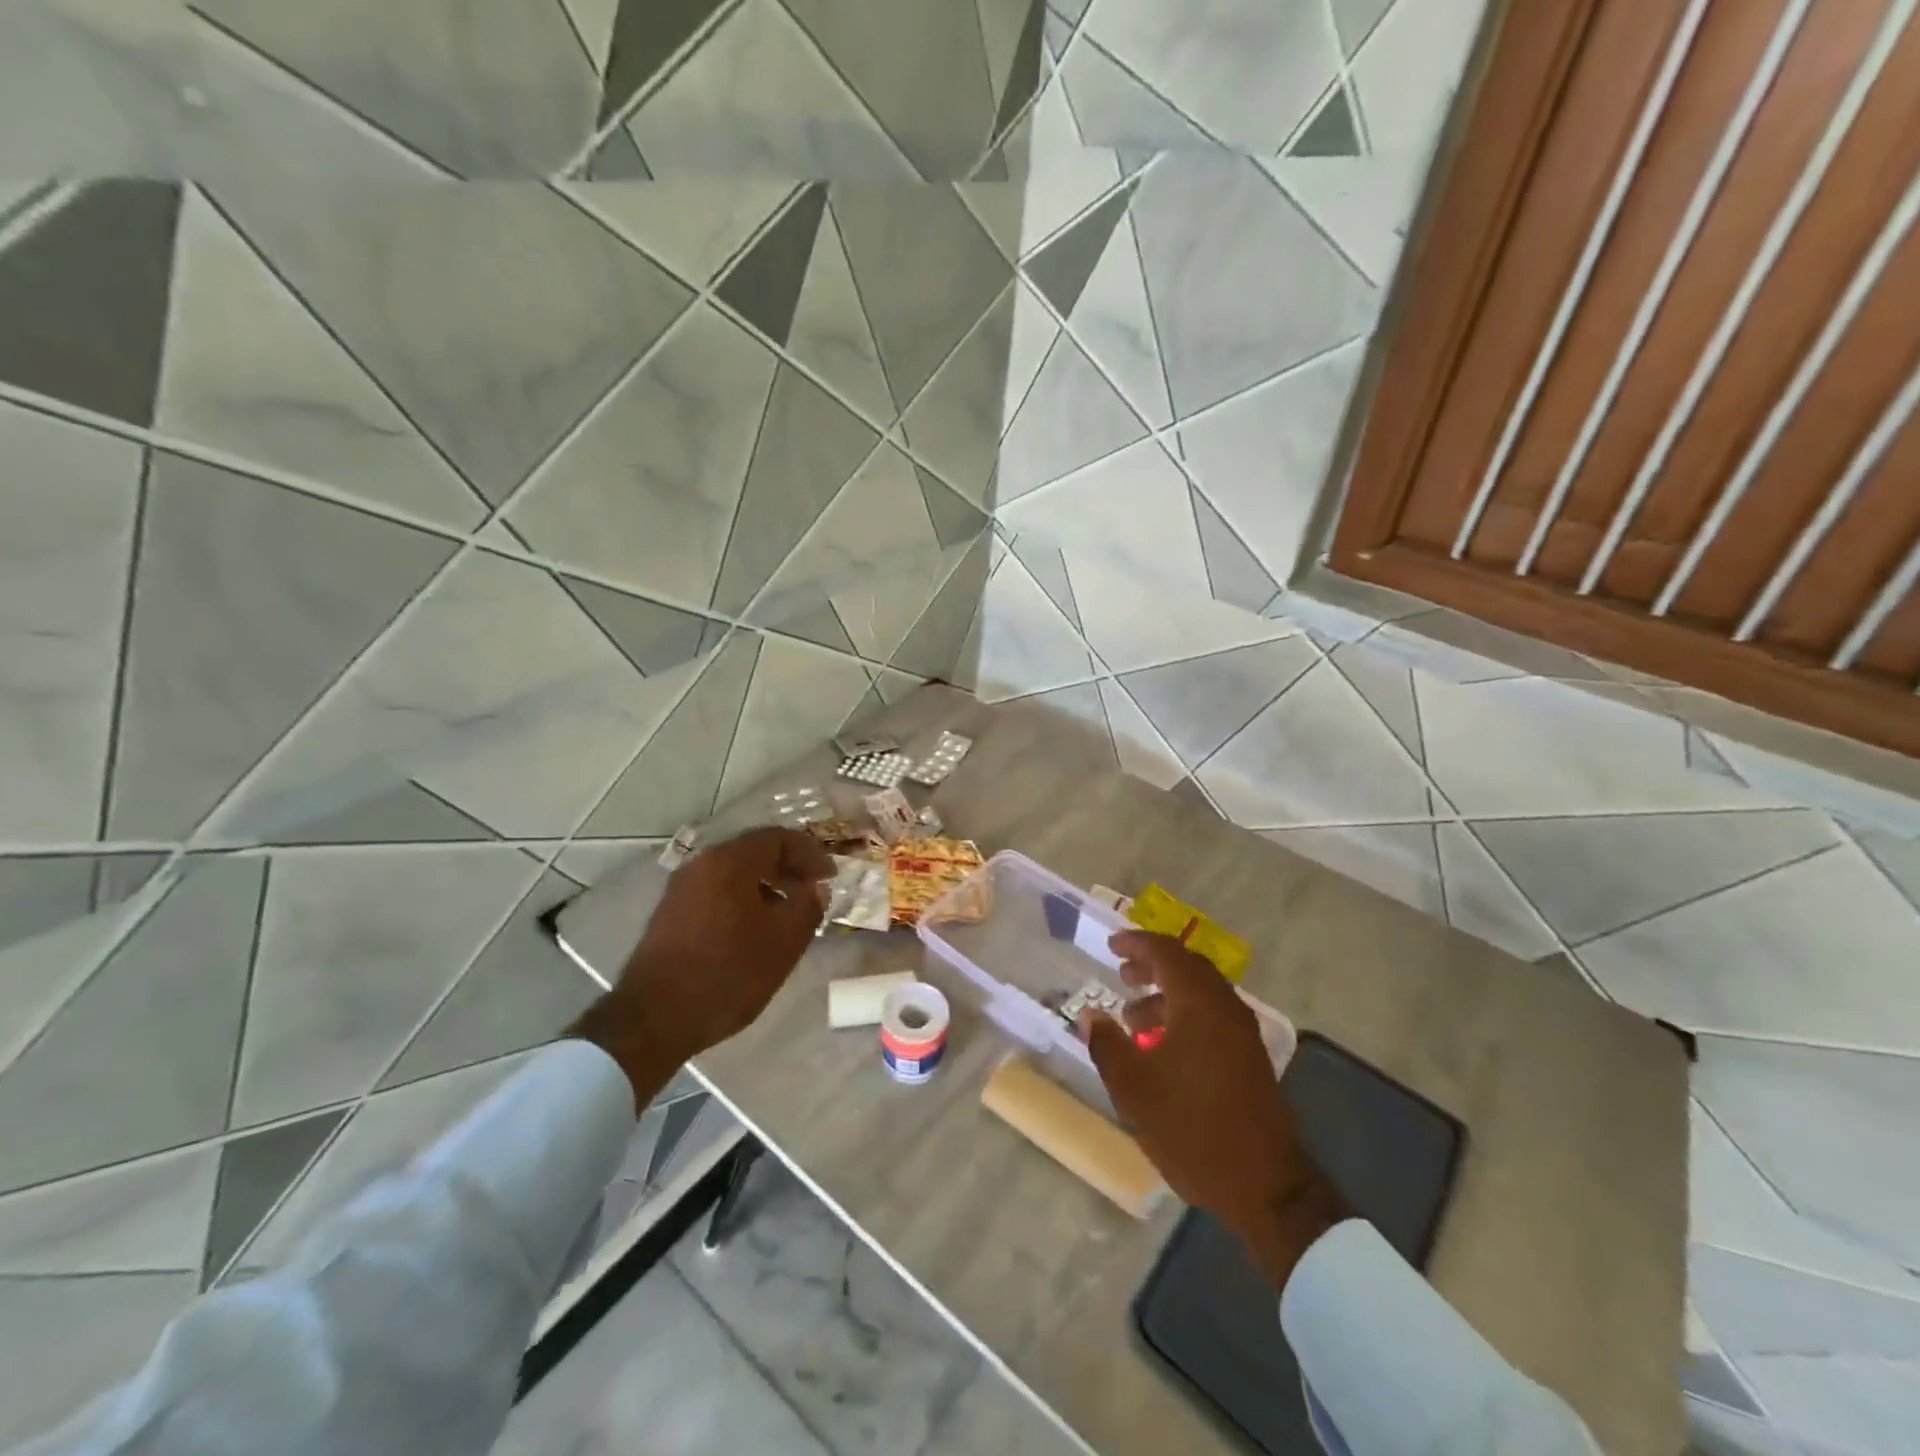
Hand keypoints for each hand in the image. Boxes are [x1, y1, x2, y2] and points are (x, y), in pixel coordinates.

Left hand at [572, 827, 831, 1108]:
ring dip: (767, 885)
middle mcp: (702, 864)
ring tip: (788, 914)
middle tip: (813, 892)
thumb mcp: (783, 943)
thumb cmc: (727, 974)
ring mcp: (681, 889)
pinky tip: (755, 930)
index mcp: (730, 861)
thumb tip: (816, 888)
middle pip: (754, 852)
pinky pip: (716, 891)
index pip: (778, 838)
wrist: (653, 1019)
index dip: (810, 853)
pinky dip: (743, 899)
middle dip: (788, 868)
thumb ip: (808, 907)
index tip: (831, 876)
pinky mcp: (670, 913)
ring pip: (734, 873)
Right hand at [1079, 931, 1345, 1289]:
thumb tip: (1091, 1016)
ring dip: (1168, 993)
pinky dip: (1185, 1014)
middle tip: (1123, 975)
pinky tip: (1164, 1047)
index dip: (1137, 943)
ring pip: (1202, 993)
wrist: (1264, 1186)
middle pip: (1188, 967)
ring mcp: (1243, 1034)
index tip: (1112, 945)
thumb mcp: (1134, 1089)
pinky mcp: (1251, 1058)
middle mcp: (1226, 1008)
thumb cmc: (1191, 1129)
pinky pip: (1213, 1016)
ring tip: (1135, 1019)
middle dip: (1153, 965)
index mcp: (1199, 1005)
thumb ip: (1107, 1045)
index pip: (1167, 953)